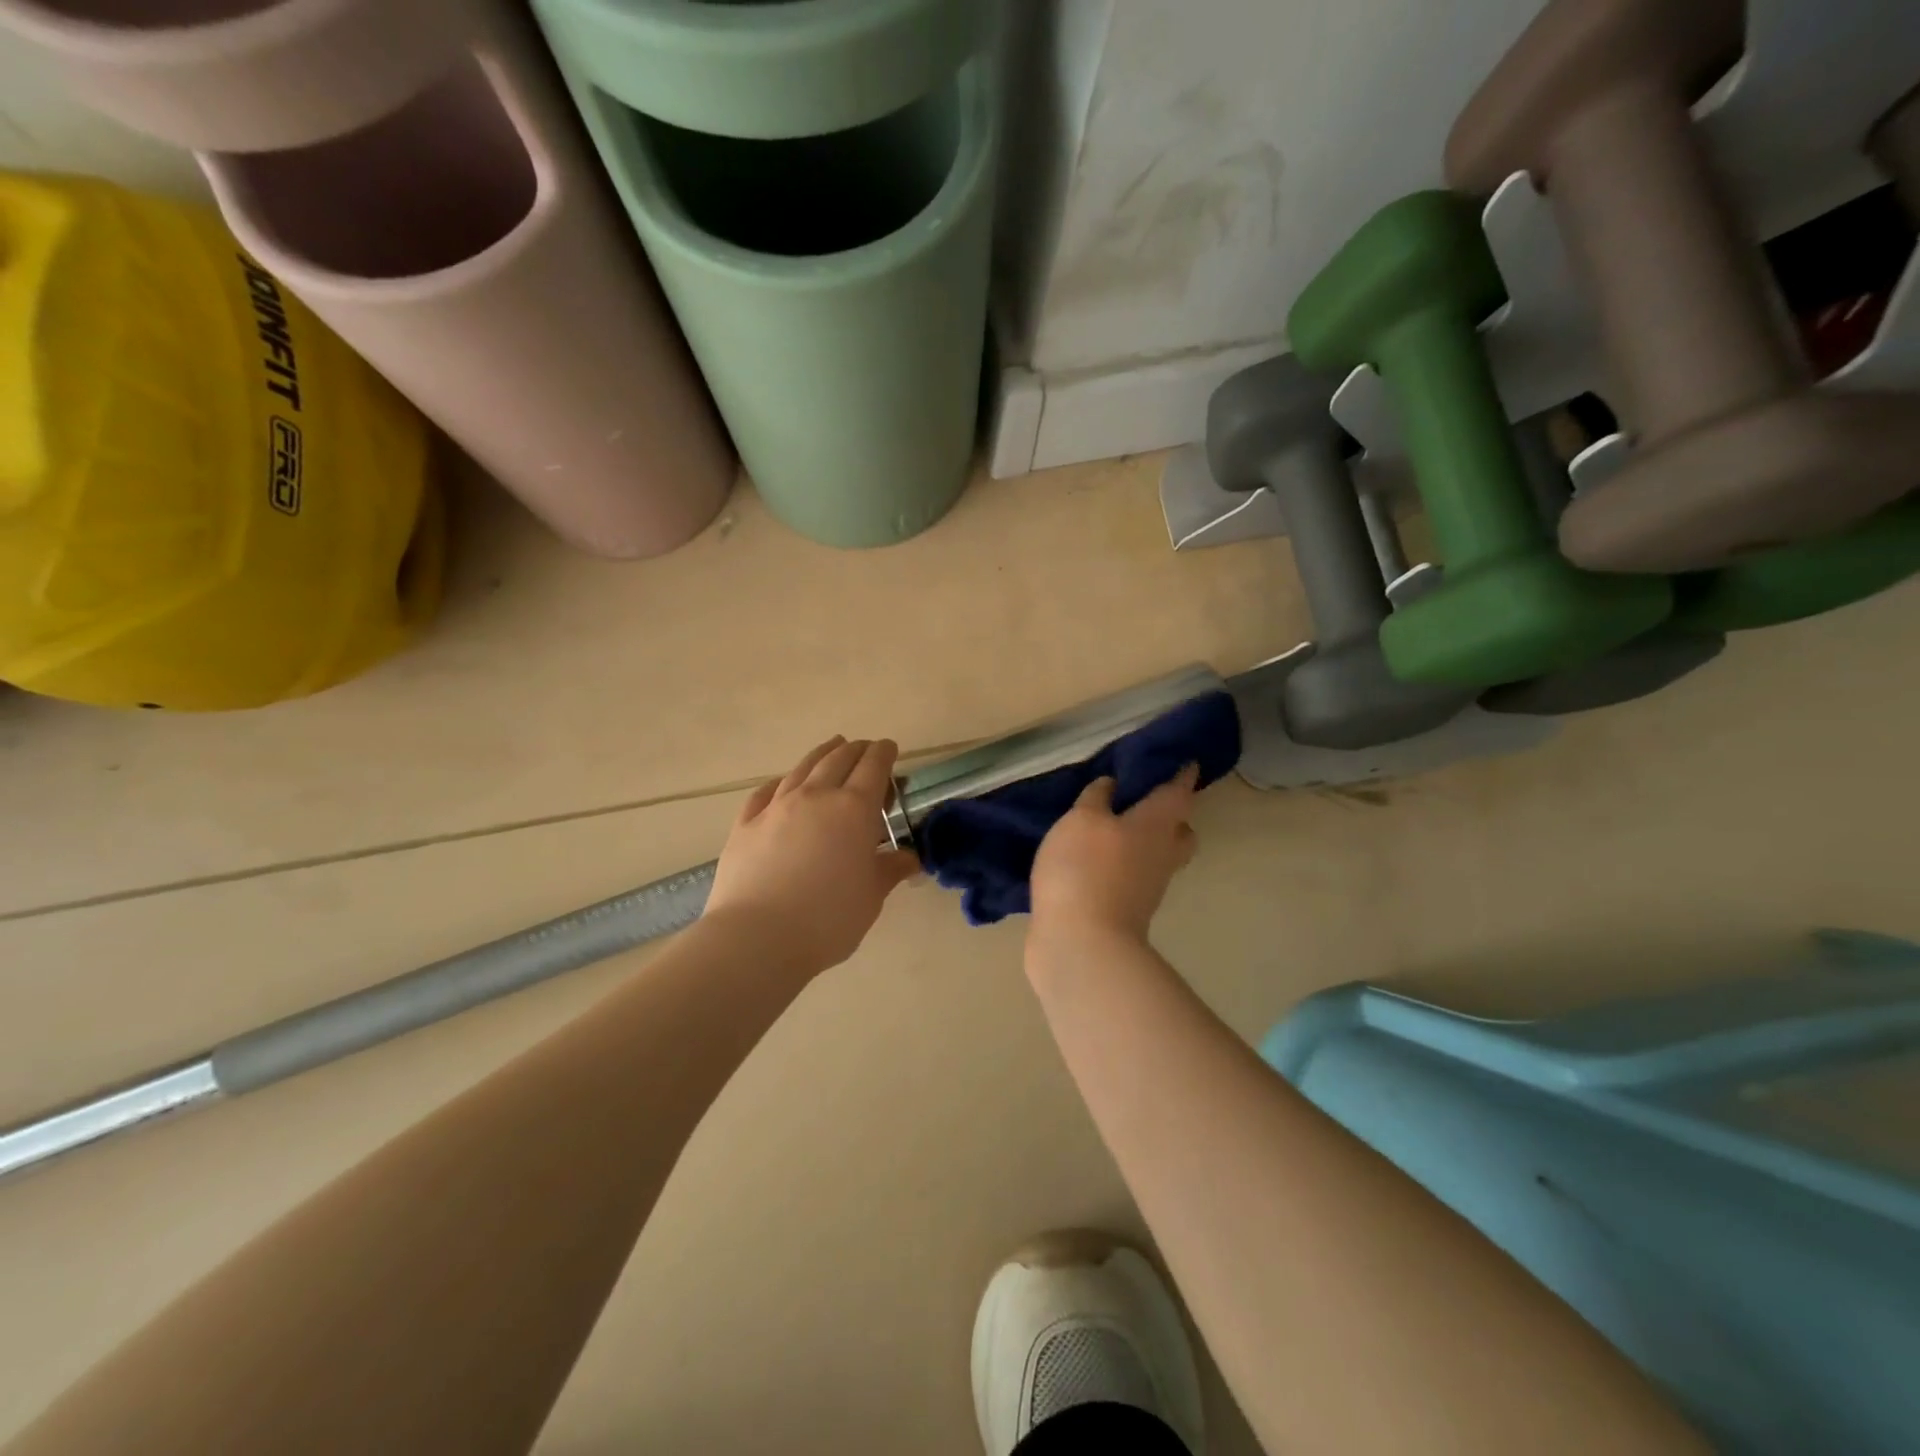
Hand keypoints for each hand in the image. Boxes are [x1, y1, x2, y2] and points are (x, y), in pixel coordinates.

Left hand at [705, 737, 920, 973]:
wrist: (758, 937)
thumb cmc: (828, 918)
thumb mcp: (871, 896)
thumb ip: (890, 870)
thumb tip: (909, 858)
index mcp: (853, 809)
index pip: (873, 767)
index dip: (884, 753)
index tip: (889, 748)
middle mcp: (815, 796)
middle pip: (838, 759)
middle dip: (855, 749)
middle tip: (865, 749)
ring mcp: (776, 808)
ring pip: (802, 768)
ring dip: (821, 754)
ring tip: (831, 748)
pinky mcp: (745, 825)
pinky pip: (765, 792)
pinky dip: (780, 782)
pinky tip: (781, 784)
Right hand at [1029, 766, 1199, 947]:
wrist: (1080, 944)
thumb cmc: (1084, 869)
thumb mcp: (1081, 820)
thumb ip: (1096, 798)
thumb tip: (1111, 786)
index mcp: (1157, 824)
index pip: (1179, 792)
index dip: (1182, 775)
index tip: (1187, 763)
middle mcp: (1161, 854)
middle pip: (1180, 832)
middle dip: (1172, 817)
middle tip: (1147, 802)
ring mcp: (1148, 887)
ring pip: (1158, 857)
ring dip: (1144, 843)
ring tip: (1112, 831)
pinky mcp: (1127, 911)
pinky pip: (1133, 878)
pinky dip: (1121, 866)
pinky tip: (1094, 861)